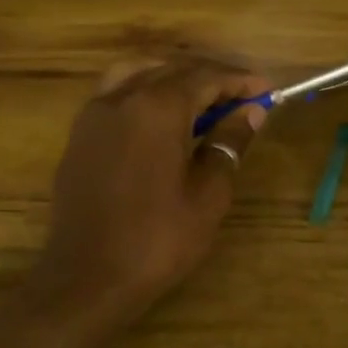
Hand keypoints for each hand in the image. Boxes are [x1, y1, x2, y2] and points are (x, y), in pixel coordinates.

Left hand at [33, 56, 272, 319]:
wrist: (87, 278)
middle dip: (211, 78)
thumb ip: (229, 143)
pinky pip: (116, 93)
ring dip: (174, 78)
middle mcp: (122, 98)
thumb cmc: (158, 239)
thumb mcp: (208, 194)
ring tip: (201, 101)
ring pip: (139, 73)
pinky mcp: (80, 136)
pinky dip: (145, 91)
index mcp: (157, 108)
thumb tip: (250, 113)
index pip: (206, 77)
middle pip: (173, 69)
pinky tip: (162, 119)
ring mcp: (94, 115)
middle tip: (243, 99)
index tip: (267, 92)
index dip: (240, 82)